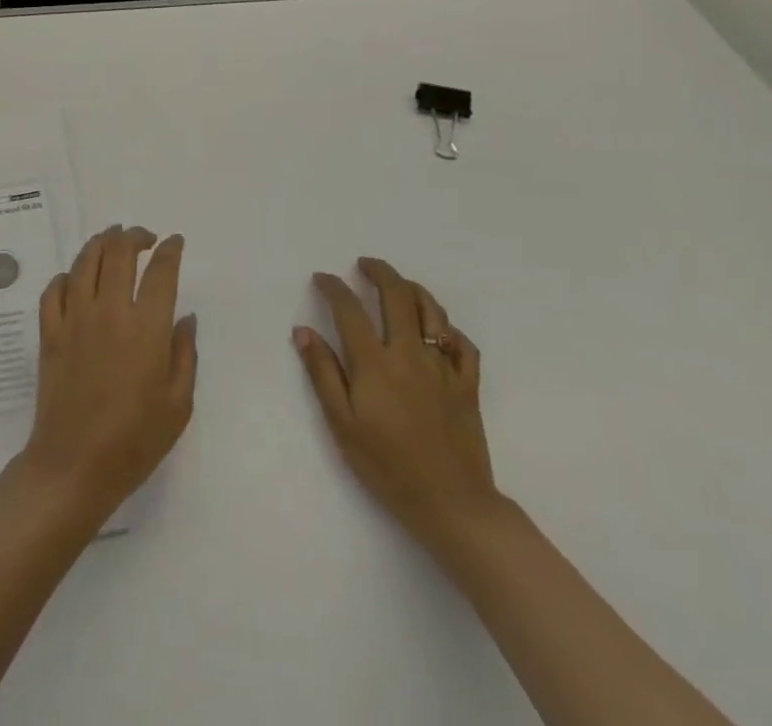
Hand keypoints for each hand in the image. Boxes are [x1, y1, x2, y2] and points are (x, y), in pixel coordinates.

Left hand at [21, 225, 197, 523]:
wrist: (74, 466)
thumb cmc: (134, 441)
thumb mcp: (178, 405)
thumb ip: (185, 354)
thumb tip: (185, 317)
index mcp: (146, 329)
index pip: (161, 272)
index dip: (170, 250)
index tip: (175, 242)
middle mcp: (109, 312)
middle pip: (119, 253)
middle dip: (134, 236)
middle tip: (143, 237)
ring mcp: (74, 319)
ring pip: (84, 261)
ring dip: (101, 243)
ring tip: (111, 240)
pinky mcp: (49, 332)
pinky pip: (54, 289)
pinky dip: (66, 276)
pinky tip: (75, 279)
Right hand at [295, 257, 498, 545]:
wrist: (451, 505)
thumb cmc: (387, 466)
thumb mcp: (342, 423)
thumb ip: (323, 373)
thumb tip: (303, 331)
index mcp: (375, 362)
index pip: (349, 309)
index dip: (333, 287)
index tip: (322, 278)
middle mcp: (409, 353)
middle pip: (396, 295)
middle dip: (379, 272)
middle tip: (364, 264)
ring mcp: (443, 367)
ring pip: (432, 311)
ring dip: (413, 289)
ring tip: (399, 285)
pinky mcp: (468, 386)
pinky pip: (463, 345)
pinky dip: (449, 330)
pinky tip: (438, 331)